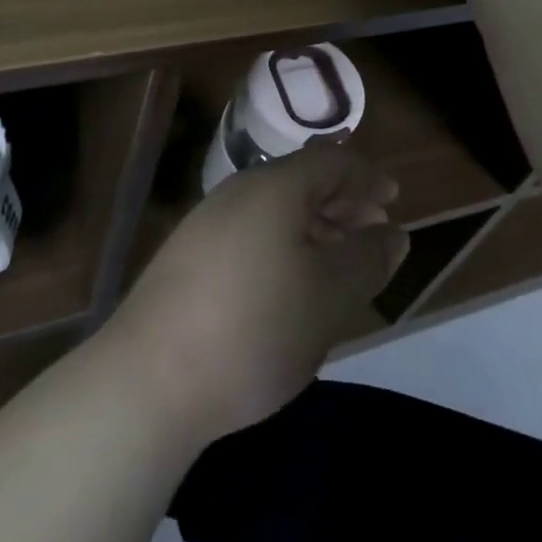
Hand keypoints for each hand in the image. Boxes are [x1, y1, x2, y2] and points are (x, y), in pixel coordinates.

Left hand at [106, 144, 407, 442]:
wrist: (148, 379)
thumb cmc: (255, 328)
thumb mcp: (329, 297)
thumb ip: (367, 260)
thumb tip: (393, 233)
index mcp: (275, 186)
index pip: (331, 161)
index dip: (367, 176)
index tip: (394, 198)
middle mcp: (239, 191)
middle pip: (301, 180)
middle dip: (342, 202)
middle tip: (372, 232)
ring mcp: (207, 223)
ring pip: (275, 209)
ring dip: (313, 226)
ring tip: (337, 261)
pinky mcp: (188, 257)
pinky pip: (251, 232)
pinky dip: (283, 244)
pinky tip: (289, 285)